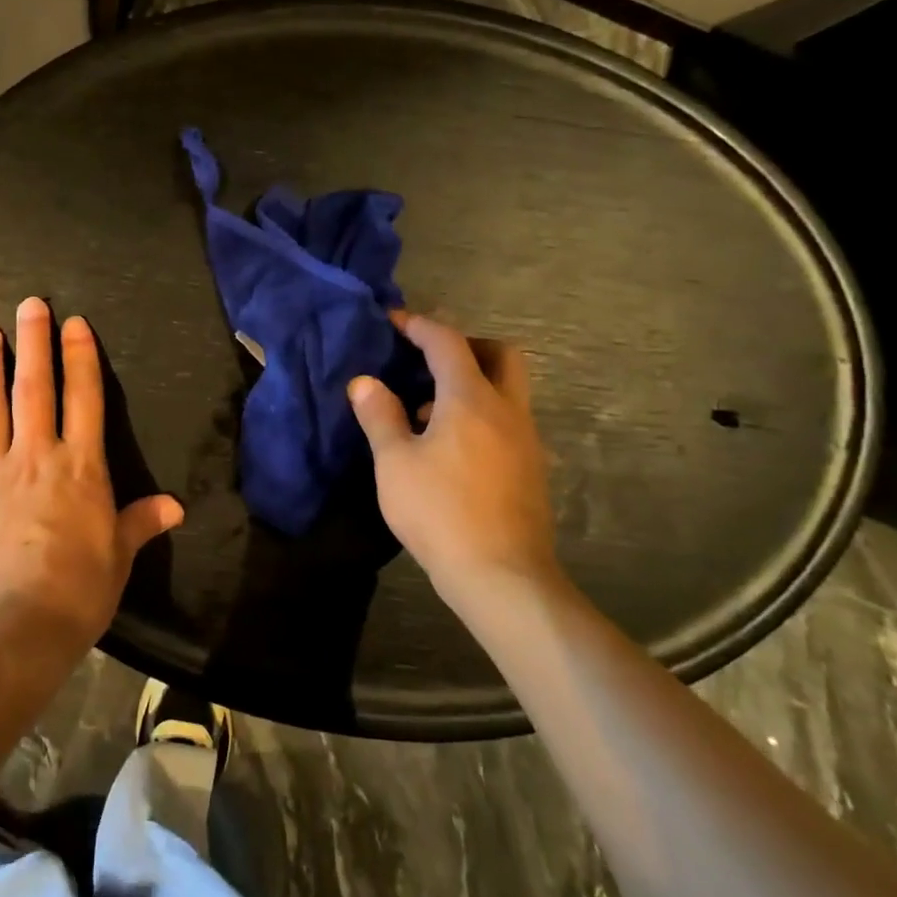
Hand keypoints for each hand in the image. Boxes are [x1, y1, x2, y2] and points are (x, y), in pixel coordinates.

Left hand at [0, 296, 183, 655]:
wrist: (2, 630)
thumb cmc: (73, 593)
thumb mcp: (117, 559)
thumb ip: (140, 523)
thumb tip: (175, 506)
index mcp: (80, 468)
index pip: (84, 399)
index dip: (80, 357)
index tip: (74, 324)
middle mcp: (35, 457)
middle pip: (34, 388)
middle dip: (33, 343)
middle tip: (28, 305)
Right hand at [348, 312, 557, 608]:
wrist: (502, 576)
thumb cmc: (440, 512)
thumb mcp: (395, 463)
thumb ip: (380, 416)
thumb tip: (364, 382)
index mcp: (471, 399)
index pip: (447, 342)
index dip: (419, 325)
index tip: (394, 321)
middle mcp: (506, 409)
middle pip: (499, 353)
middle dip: (465, 345)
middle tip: (429, 359)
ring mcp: (526, 439)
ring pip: (508, 389)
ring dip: (474, 382)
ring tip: (429, 410)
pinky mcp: (532, 468)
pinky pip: (508, 420)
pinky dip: (482, 413)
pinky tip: (452, 447)